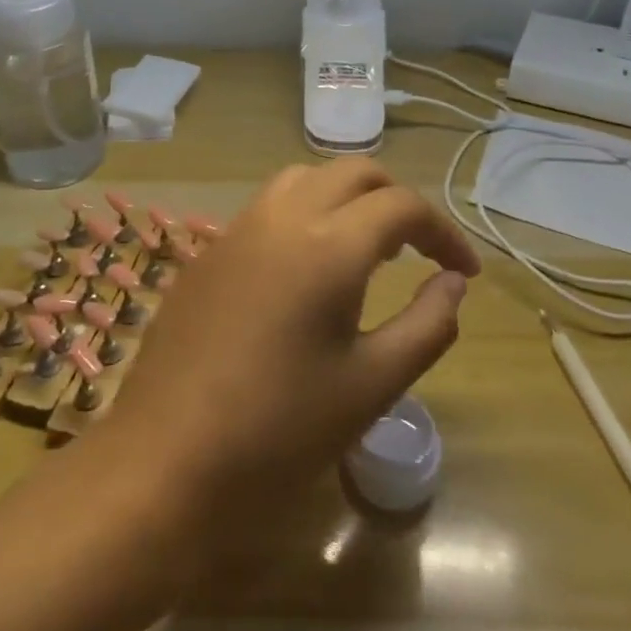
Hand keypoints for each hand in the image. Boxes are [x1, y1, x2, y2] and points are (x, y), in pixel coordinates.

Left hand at [101, 158, 479, 520]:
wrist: (165, 458)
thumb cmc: (278, 431)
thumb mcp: (370, 386)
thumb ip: (426, 326)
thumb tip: (453, 283)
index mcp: (328, 245)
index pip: (402, 205)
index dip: (443, 231)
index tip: (465, 271)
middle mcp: (282, 217)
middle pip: (353, 172)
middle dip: (396, 200)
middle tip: (419, 250)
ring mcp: (238, 228)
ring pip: (305, 178)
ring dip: (346, 197)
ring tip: (366, 248)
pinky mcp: (210, 250)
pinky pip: (268, 206)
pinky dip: (304, 212)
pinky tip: (306, 267)